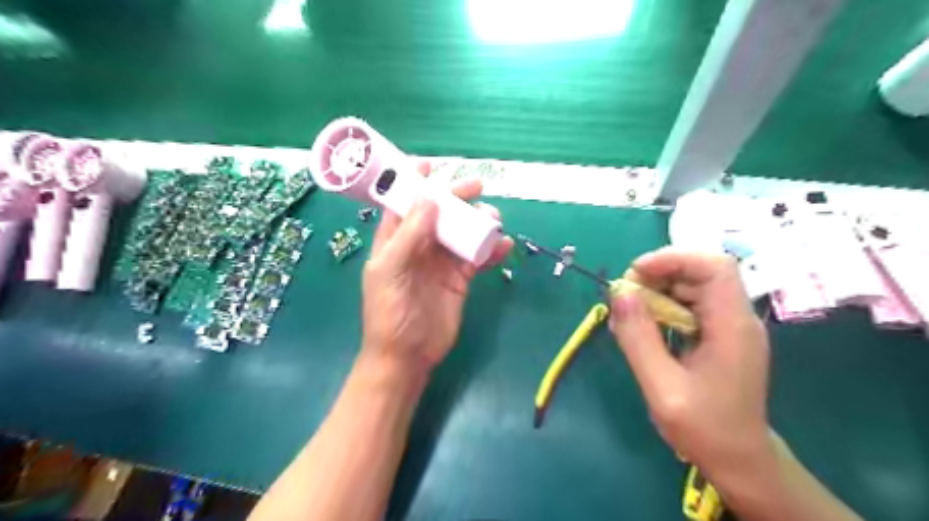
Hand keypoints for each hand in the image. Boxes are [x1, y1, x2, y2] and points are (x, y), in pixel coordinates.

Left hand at [358, 162, 514, 377]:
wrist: (407, 355)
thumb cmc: (390, 313)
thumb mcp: (392, 271)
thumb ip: (409, 236)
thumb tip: (429, 200)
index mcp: (395, 240)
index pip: (403, 204)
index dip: (414, 183)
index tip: (431, 165)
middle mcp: (418, 246)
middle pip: (439, 214)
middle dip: (456, 198)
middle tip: (477, 187)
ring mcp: (441, 262)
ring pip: (462, 233)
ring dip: (478, 223)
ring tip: (494, 220)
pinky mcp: (460, 278)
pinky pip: (477, 257)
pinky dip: (491, 250)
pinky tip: (505, 246)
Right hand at [612, 245, 768, 479]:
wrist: (739, 461)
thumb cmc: (705, 428)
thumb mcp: (662, 386)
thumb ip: (639, 337)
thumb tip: (620, 292)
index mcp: (732, 326)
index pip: (714, 266)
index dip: (674, 258)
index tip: (636, 273)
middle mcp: (736, 318)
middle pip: (699, 273)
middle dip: (658, 276)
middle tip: (625, 297)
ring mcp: (729, 327)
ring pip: (691, 288)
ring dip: (657, 293)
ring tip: (628, 315)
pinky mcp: (719, 336)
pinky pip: (689, 307)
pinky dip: (663, 309)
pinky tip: (643, 329)